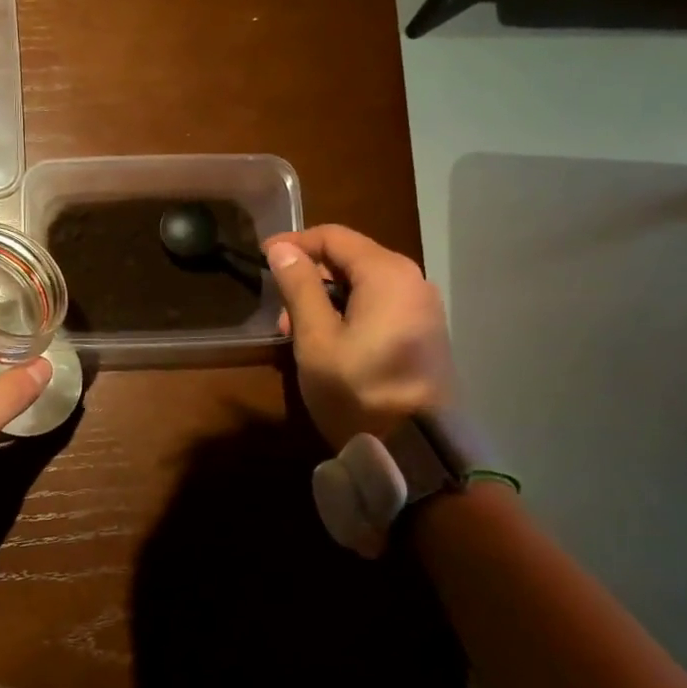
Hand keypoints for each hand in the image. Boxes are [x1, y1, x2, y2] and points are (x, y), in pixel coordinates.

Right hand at [263, 224, 456, 449]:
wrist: (417, 450)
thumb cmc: (358, 389)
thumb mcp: (316, 338)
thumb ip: (299, 288)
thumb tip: (281, 249)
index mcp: (387, 273)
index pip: (334, 237)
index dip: (294, 243)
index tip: (262, 257)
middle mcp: (413, 281)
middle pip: (352, 258)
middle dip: (310, 274)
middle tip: (279, 307)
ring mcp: (423, 308)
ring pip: (365, 284)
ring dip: (326, 297)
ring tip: (296, 330)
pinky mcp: (425, 334)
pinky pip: (380, 306)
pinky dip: (349, 312)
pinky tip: (328, 341)